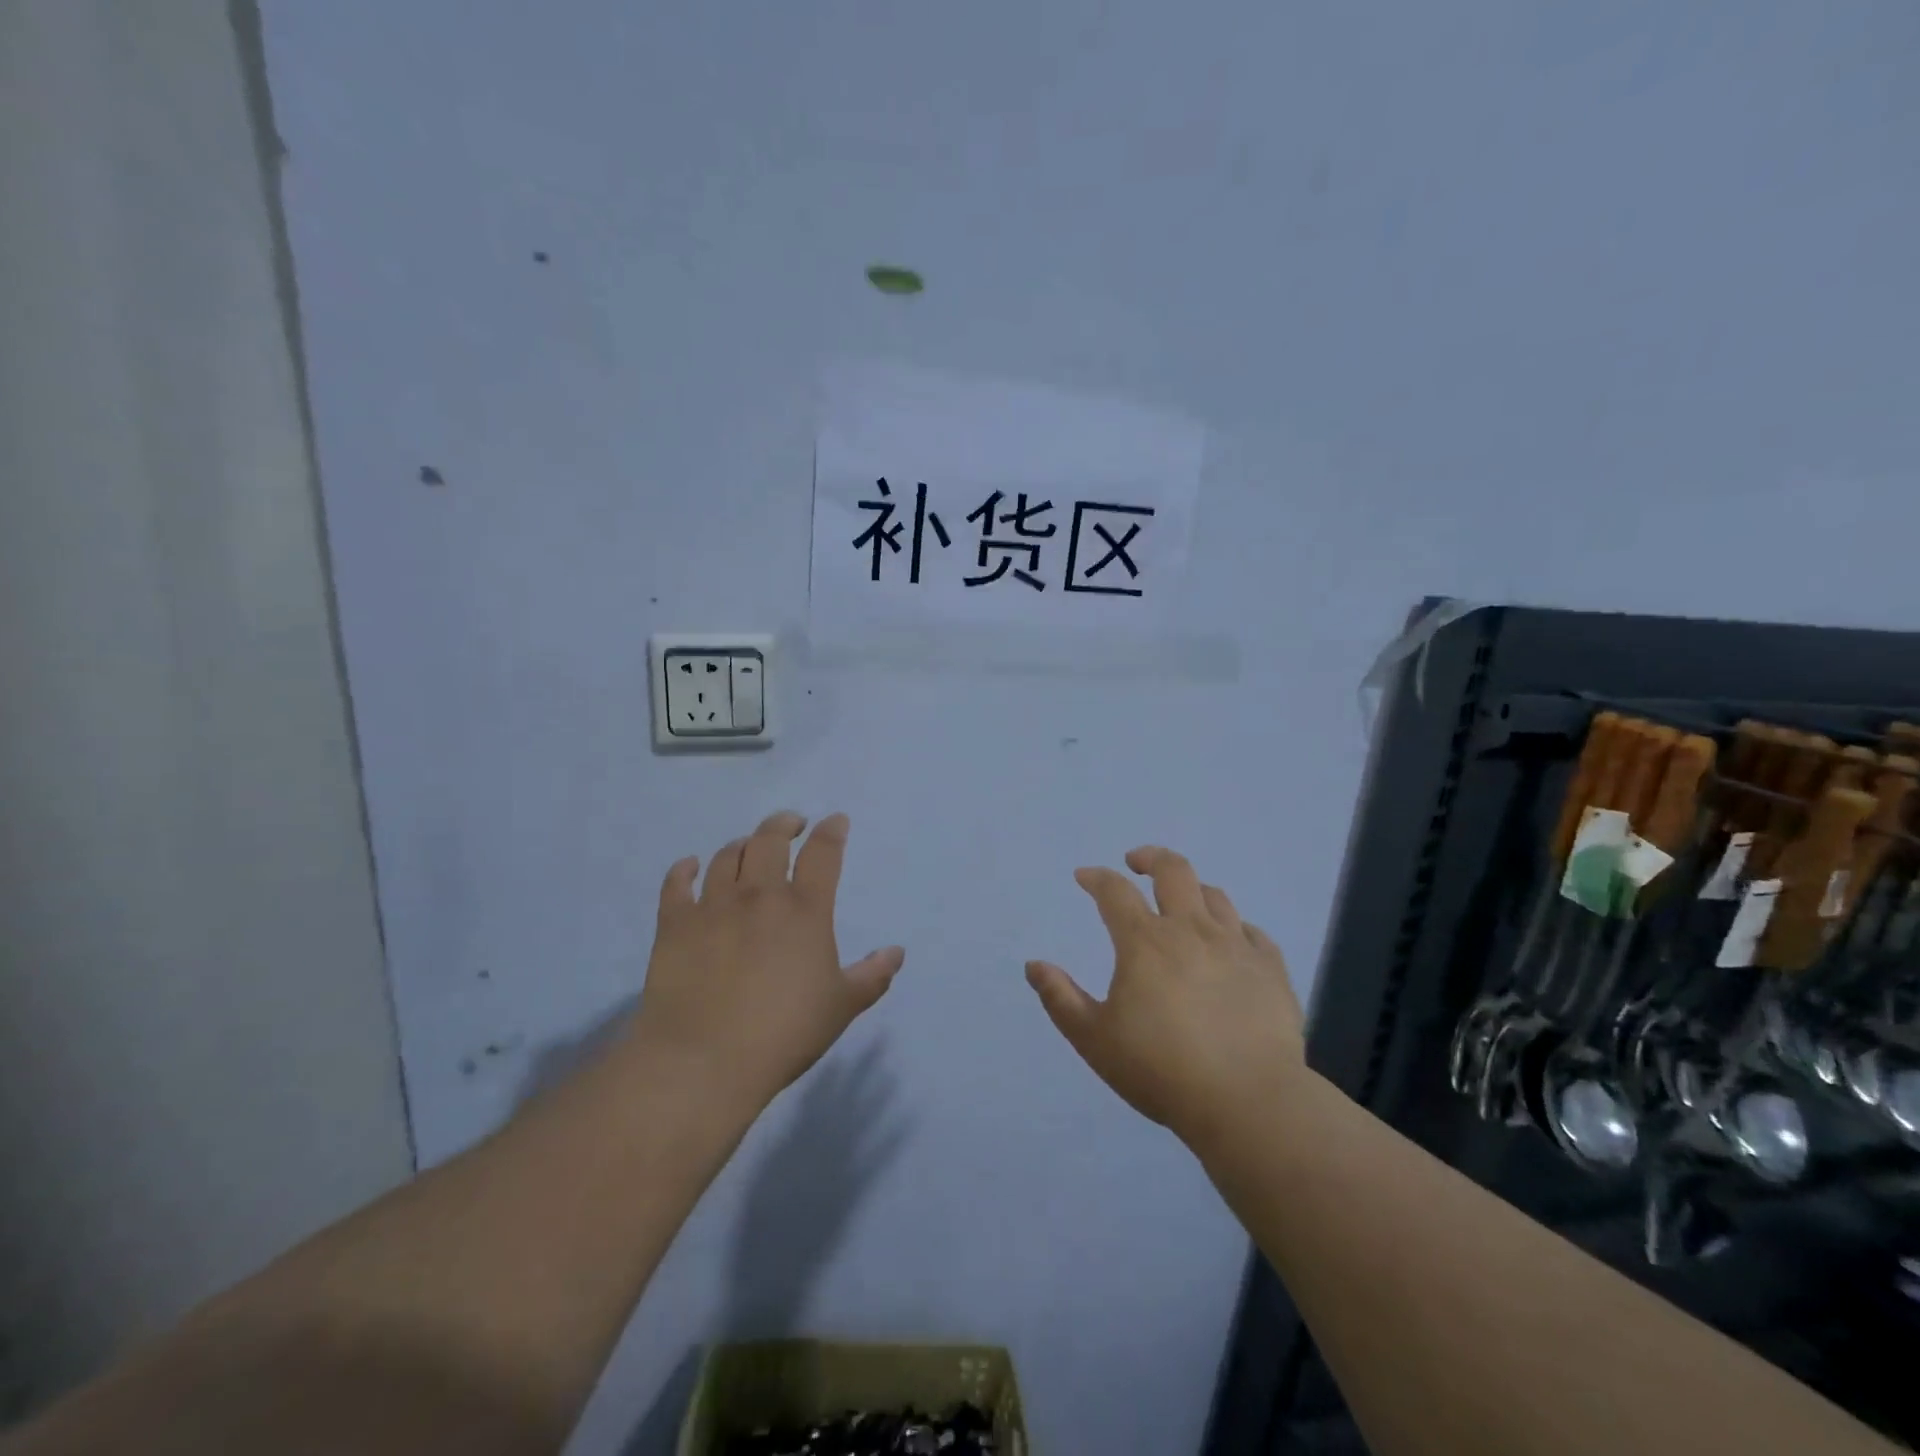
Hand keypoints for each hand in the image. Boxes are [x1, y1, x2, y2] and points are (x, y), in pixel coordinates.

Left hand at [629, 811, 904, 1111]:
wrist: (704, 1060)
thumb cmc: (784, 1033)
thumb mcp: (841, 1007)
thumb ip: (872, 976)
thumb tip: (896, 952)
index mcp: (805, 909)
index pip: (823, 853)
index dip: (832, 831)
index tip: (836, 821)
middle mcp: (759, 895)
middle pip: (770, 839)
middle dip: (784, 824)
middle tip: (792, 825)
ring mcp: (713, 906)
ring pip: (726, 855)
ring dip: (742, 844)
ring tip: (748, 847)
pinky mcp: (674, 924)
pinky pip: (676, 883)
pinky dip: (684, 869)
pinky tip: (690, 867)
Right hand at [1026, 847, 1304, 1148]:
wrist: (1248, 1102)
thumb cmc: (1161, 1069)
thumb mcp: (1094, 1039)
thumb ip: (1060, 999)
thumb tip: (1034, 965)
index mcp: (1145, 942)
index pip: (1114, 891)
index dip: (1096, 878)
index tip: (1084, 877)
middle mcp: (1191, 930)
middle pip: (1173, 870)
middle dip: (1150, 858)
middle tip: (1136, 863)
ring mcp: (1236, 946)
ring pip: (1215, 895)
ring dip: (1192, 889)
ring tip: (1182, 902)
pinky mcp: (1271, 969)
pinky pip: (1253, 932)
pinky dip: (1235, 927)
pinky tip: (1230, 941)